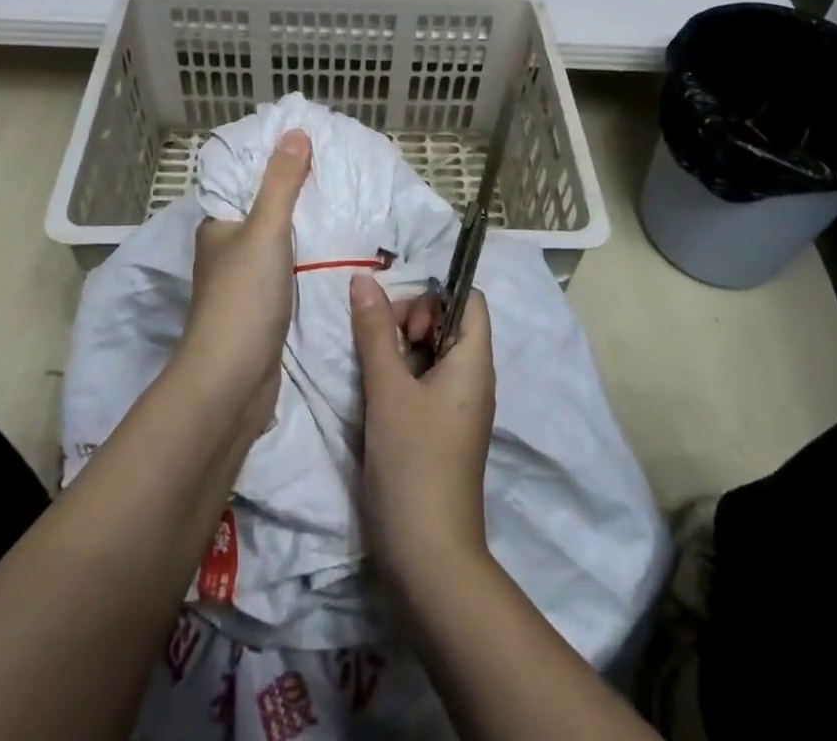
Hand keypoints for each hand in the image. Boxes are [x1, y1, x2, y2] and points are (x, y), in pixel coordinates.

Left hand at [183, 130, 311, 430]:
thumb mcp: (265, 230)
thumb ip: (281, 183)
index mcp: (218, 226)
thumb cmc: (243, 298)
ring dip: (305, 228)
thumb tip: (296, 131)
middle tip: (339, 173)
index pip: (245, 181)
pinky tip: (336, 250)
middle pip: (264, 210)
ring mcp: (245, 282)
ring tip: (345, 205)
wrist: (232, 382)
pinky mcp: (263, 309)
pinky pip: (289, 270)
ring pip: (278, 243)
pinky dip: (308, 259)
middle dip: (296, 194)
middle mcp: (227, 249)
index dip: (274, 161)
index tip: (312, 144)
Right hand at [350, 273, 494, 589]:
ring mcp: (458, 405)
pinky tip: (377, 394)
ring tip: (374, 372)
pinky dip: (402, 376)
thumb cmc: (413, 462)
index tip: (401, 317)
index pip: (468, 298)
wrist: (428, 557)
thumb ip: (374, 330)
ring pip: (432, 352)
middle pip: (448, 321)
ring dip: (400, 349)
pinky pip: (425, 381)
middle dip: (411, 319)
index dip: (434, 294)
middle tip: (381, 346)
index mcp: (474, 361)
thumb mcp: (388, 389)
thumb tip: (362, 278)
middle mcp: (473, 378)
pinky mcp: (442, 428)